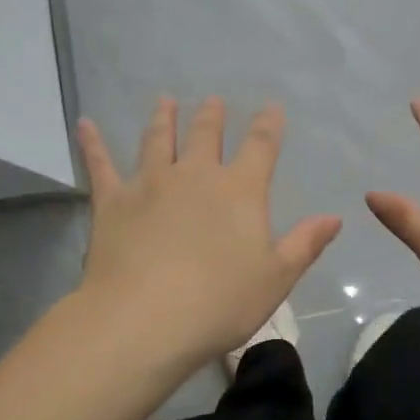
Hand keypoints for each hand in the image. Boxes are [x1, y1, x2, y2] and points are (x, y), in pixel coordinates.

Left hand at [75, 97, 340, 373]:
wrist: (145, 319)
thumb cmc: (219, 302)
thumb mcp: (276, 278)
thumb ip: (305, 244)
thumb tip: (334, 217)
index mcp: (240, 191)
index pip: (260, 147)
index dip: (268, 125)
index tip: (271, 107)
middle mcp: (196, 176)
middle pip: (206, 136)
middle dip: (212, 116)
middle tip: (212, 100)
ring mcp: (151, 184)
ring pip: (158, 141)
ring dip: (163, 119)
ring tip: (165, 101)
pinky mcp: (113, 202)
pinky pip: (101, 166)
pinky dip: (93, 144)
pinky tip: (86, 124)